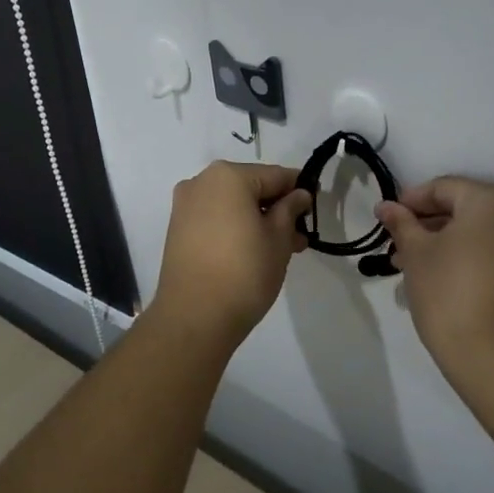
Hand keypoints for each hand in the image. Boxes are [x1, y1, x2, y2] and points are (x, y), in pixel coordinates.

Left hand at [149, 162, 313, 346]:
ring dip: (257, 221)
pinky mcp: (178, 230)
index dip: (299, 190)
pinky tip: (253, 253)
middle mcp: (201, 182)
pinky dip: (236, 228)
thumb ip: (290, 210)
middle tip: (299, 237)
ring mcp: (185, 207)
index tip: (315, 208)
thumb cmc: (244, 271)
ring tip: (281, 251)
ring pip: (232, 205)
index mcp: (227, 176)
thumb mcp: (278, 239)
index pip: (275, 175)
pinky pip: (215, 219)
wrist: (194, 317)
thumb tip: (298, 195)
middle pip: (250, 188)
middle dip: (277, 209)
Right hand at [376, 176, 493, 398]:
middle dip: (428, 226)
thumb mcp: (416, 254)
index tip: (387, 221)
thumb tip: (386, 207)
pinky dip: (470, 257)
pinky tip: (441, 278)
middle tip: (397, 248)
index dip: (410, 201)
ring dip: (446, 243)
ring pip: (481, 232)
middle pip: (465, 208)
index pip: (444, 188)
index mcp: (493, 199)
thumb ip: (401, 224)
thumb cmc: (451, 293)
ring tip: (412, 268)